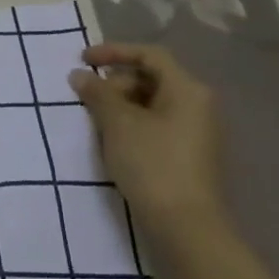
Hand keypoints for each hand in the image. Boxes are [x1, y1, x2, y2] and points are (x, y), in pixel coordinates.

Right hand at [68, 43, 225, 239]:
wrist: (185, 226)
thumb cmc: (152, 163)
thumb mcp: (117, 123)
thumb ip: (96, 93)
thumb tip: (80, 75)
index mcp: (187, 90)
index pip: (149, 54)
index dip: (113, 51)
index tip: (82, 60)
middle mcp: (198, 106)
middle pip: (151, 78)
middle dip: (115, 83)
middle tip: (89, 98)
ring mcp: (196, 132)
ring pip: (152, 103)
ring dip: (120, 105)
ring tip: (97, 121)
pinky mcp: (189, 155)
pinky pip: (157, 124)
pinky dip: (132, 124)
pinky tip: (113, 140)